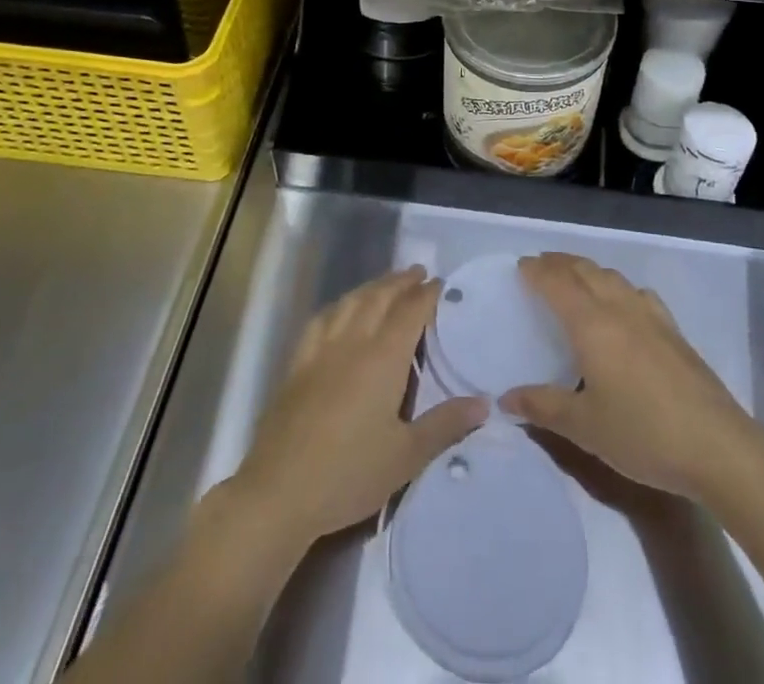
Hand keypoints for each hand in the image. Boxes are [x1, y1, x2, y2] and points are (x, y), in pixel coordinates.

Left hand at [224, 267, 487, 554]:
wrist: (280, 492)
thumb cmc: (349, 474)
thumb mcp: (406, 456)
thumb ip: (445, 425)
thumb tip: (483, 403)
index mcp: (383, 357)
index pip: (410, 312)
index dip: (427, 294)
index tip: (441, 283)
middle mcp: (353, 342)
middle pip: (379, 298)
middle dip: (401, 282)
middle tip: (418, 272)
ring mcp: (321, 350)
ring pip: (350, 302)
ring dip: (372, 287)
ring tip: (386, 283)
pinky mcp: (298, 364)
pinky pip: (322, 320)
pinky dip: (339, 306)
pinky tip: (340, 310)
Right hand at [500, 253, 759, 503]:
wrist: (716, 446)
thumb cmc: (642, 434)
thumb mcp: (585, 427)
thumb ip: (543, 407)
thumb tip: (506, 398)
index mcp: (591, 324)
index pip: (557, 283)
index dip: (537, 271)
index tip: (521, 266)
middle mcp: (619, 308)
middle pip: (584, 270)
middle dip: (559, 263)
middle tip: (540, 266)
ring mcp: (650, 316)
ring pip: (612, 277)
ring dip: (588, 270)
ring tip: (574, 278)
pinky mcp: (673, 330)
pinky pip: (637, 292)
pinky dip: (618, 286)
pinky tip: (622, 304)